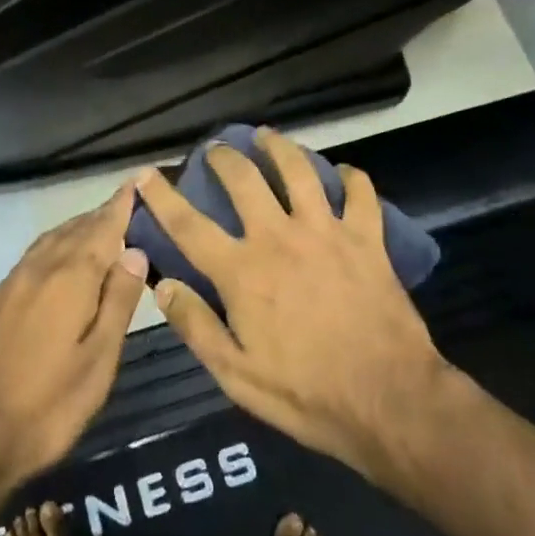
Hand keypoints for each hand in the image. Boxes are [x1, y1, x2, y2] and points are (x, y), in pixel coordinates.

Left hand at [0, 178, 149, 491]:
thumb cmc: (48, 405)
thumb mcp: (98, 360)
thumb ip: (118, 301)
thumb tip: (135, 251)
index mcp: (70, 278)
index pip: (103, 227)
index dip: (122, 204)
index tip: (139, 180)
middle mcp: (40, 268)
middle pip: (78, 228)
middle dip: (104, 215)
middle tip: (131, 206)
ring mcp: (14, 281)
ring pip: (54, 239)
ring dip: (80, 228)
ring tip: (104, 227)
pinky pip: (37, 254)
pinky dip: (59, 245)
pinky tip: (65, 258)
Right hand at [139, 128, 458, 485]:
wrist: (389, 399)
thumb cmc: (307, 394)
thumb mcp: (236, 375)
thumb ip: (196, 326)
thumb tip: (162, 285)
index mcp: (242, 271)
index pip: (189, 225)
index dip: (162, 196)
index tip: (145, 173)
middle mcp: (279, 238)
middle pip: (244, 180)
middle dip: (224, 158)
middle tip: (216, 149)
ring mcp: (326, 232)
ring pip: (299, 171)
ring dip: (279, 147)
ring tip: (267, 136)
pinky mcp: (367, 238)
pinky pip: (360, 193)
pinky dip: (351, 177)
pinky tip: (343, 172)